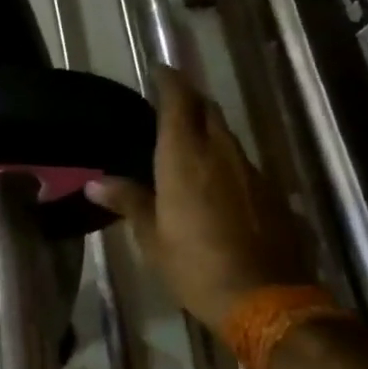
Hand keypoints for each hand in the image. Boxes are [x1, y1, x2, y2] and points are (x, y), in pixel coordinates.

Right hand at [87, 67, 311, 333]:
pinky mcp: (272, 192)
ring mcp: (252, 171)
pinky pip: (243, 163)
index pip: (178, 101)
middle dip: (190, 99)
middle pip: (208, 110)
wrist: (266, 299)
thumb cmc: (195, 266)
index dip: (169, 80)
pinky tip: (217, 181)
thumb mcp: (152, 237)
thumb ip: (128, 201)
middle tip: (170, 102)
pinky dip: (225, 160)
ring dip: (209, 129)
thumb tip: (95, 182)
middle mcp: (221, 152)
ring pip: (227, 136)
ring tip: (189, 140)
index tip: (158, 69)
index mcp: (185, 157)